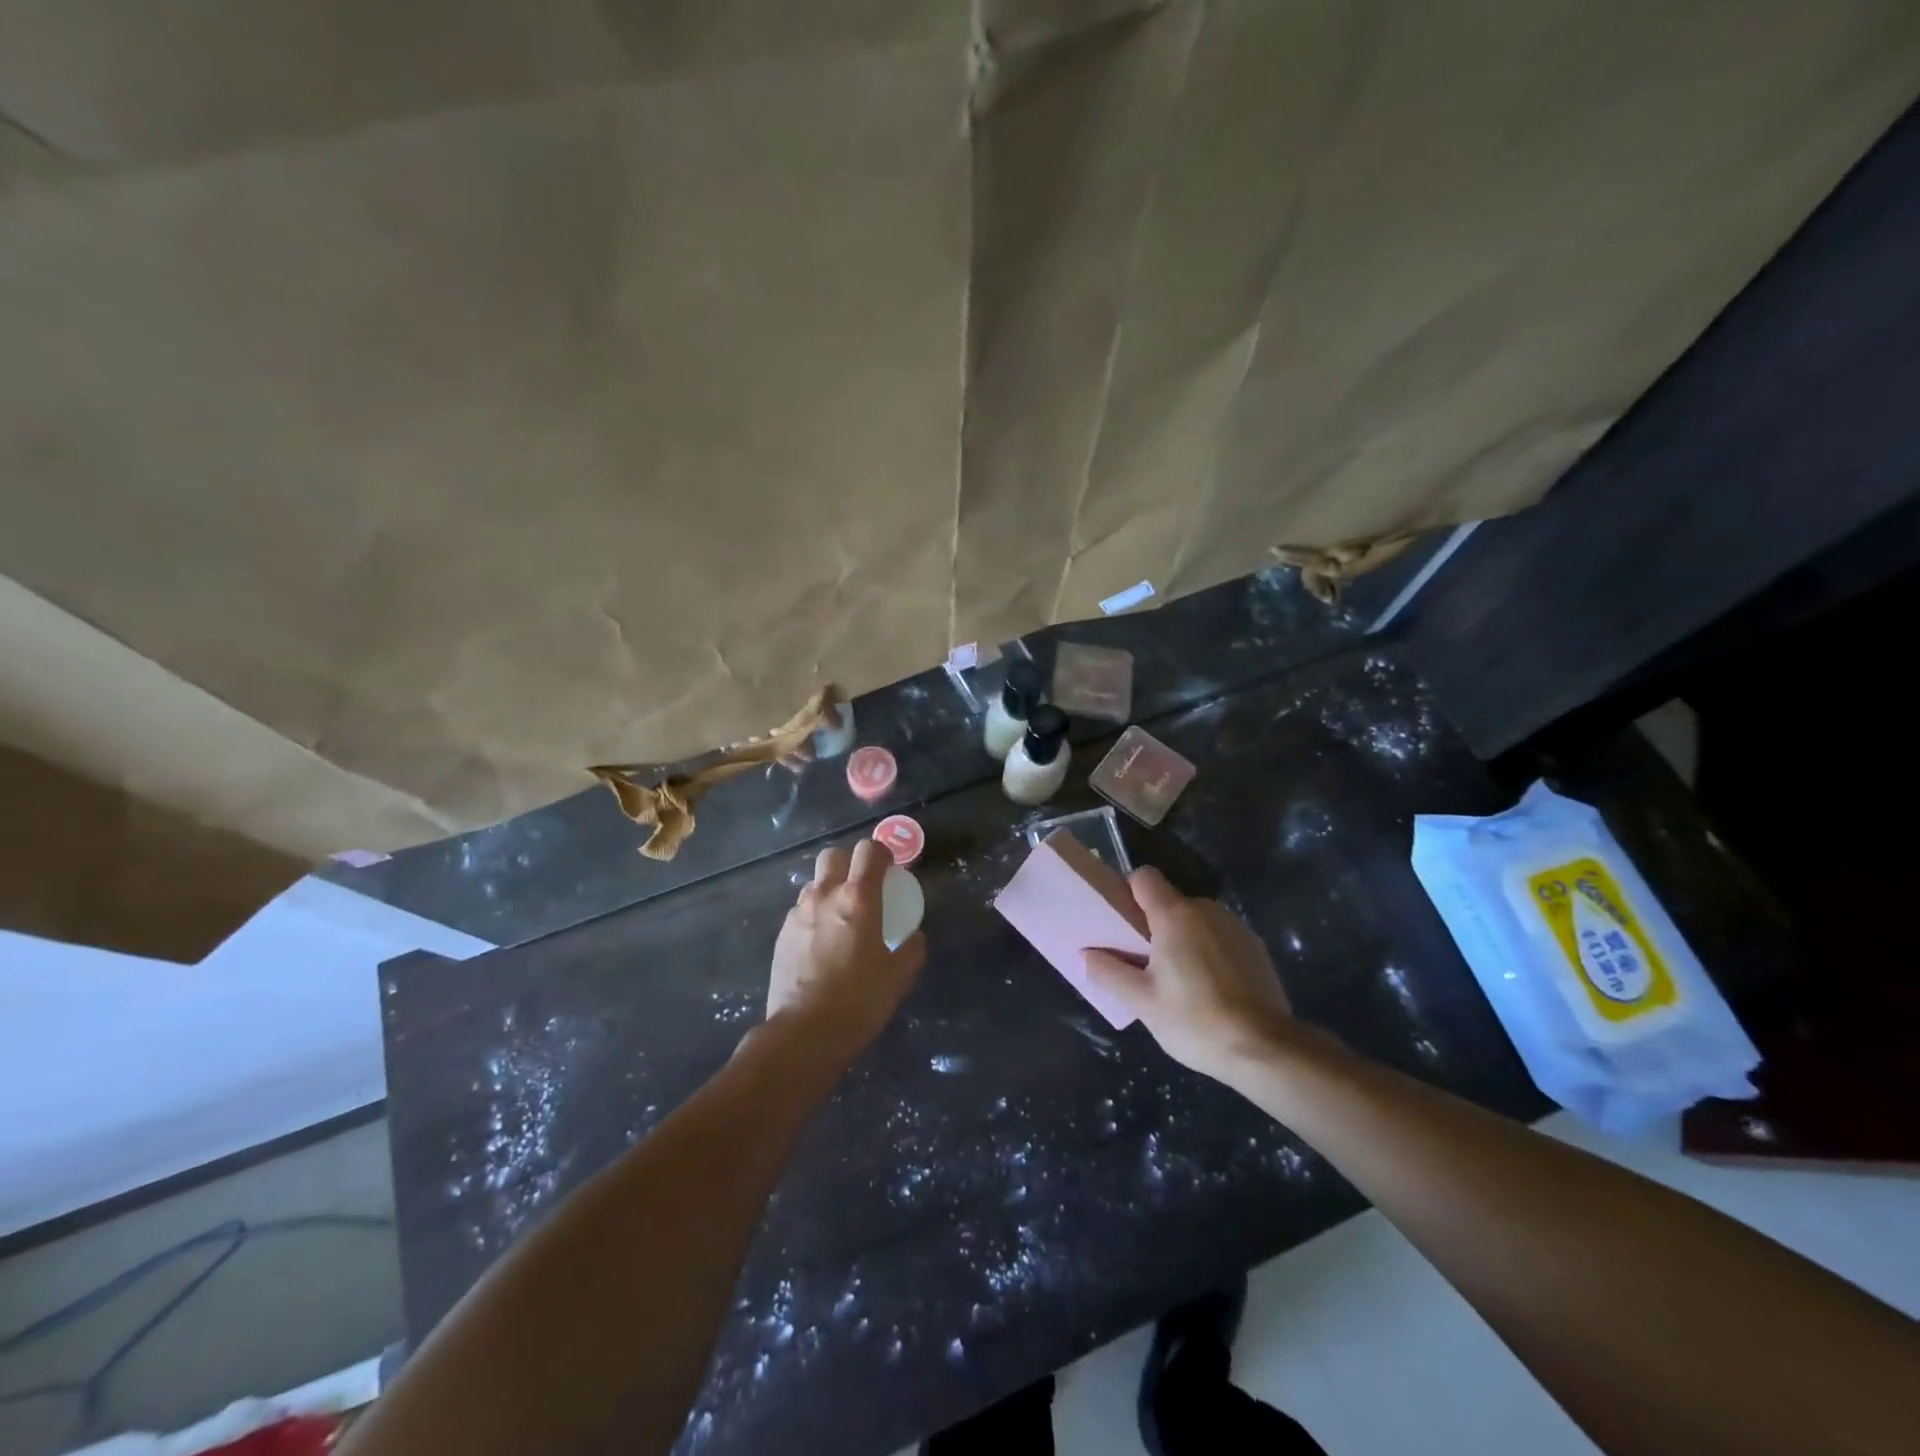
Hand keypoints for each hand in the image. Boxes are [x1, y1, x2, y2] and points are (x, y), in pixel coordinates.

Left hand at [766, 839, 924, 1057]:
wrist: (803, 1034)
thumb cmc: (859, 1001)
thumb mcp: (899, 977)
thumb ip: (911, 949)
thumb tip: (913, 937)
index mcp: (858, 899)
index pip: (869, 850)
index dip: (882, 852)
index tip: (890, 868)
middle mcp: (825, 896)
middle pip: (833, 855)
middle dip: (849, 863)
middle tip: (862, 888)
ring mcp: (798, 914)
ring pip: (814, 883)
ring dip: (829, 890)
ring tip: (840, 919)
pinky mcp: (781, 935)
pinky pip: (800, 911)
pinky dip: (813, 916)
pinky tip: (821, 944)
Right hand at [1083, 867, 1297, 1083]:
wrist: (1266, 1049)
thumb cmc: (1195, 1020)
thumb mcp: (1142, 1002)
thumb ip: (1109, 972)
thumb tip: (1086, 954)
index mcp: (1175, 915)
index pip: (1144, 877)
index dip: (1128, 892)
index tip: (1121, 922)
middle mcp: (1206, 910)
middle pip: (1169, 901)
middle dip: (1153, 924)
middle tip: (1144, 962)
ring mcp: (1236, 927)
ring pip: (1196, 920)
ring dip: (1183, 938)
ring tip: (1179, 981)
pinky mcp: (1256, 947)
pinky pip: (1220, 937)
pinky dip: (1209, 951)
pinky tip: (1210, 989)